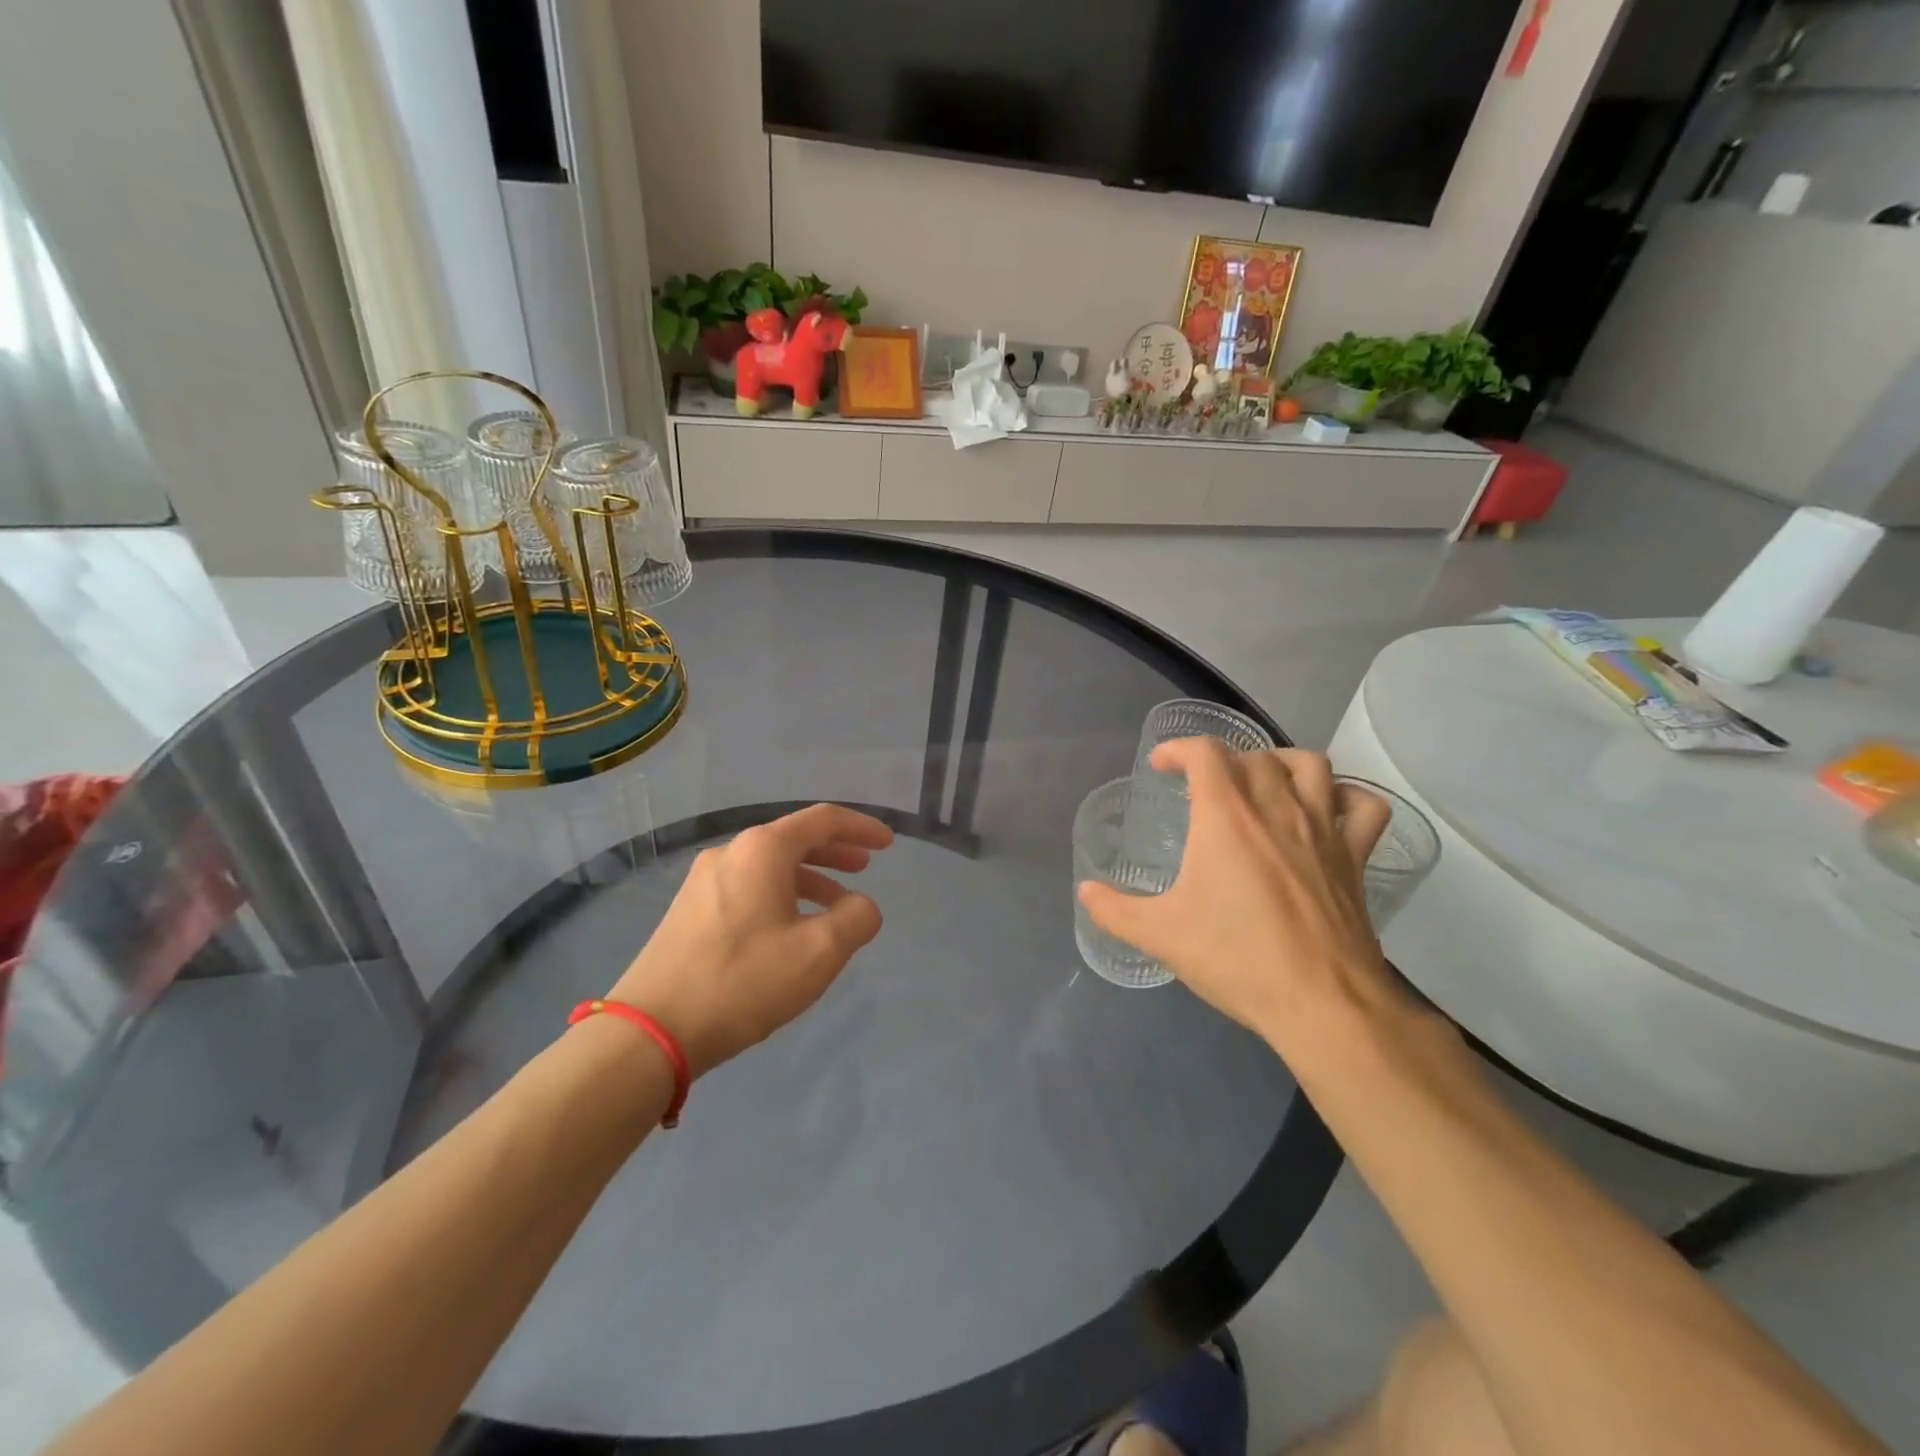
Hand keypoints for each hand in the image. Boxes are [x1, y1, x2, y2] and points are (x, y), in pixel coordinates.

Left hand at [607, 804, 893, 1076]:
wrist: (652, 1030)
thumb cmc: (743, 981)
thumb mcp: (819, 952)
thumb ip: (856, 918)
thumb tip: (860, 905)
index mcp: (762, 850)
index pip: (822, 820)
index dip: (860, 828)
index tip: (888, 844)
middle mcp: (730, 853)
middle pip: (793, 839)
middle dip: (834, 850)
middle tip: (865, 867)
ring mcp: (703, 881)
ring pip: (769, 866)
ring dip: (809, 877)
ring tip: (835, 904)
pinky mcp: (689, 911)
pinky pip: (748, 887)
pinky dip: (781, 895)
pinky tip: (790, 928)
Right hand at [1078, 743, 1409, 1056]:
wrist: (1322, 1002)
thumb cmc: (1235, 958)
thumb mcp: (1160, 935)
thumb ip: (1114, 909)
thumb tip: (1086, 892)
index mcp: (1226, 816)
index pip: (1205, 752)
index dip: (1178, 749)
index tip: (1161, 766)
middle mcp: (1276, 807)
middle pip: (1252, 755)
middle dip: (1221, 761)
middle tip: (1202, 789)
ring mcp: (1322, 829)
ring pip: (1310, 765)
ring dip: (1281, 762)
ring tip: (1262, 783)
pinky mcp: (1355, 857)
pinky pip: (1364, 807)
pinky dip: (1346, 797)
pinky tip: (1327, 810)